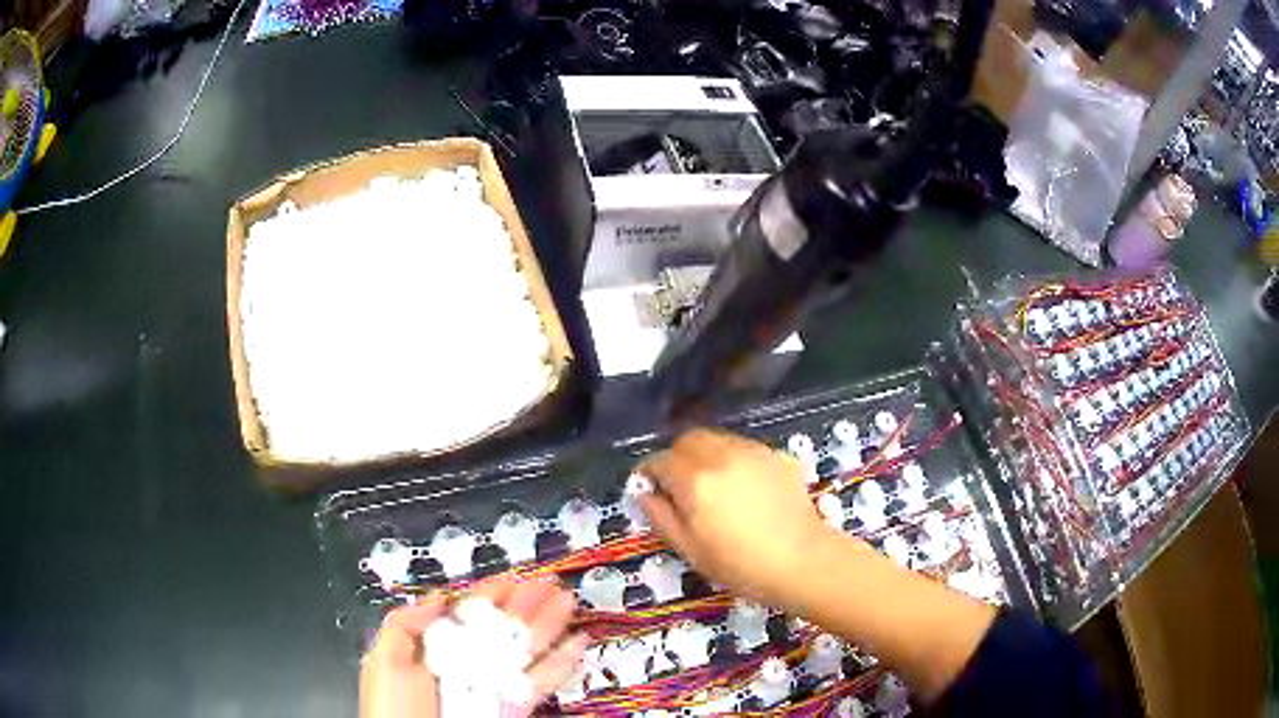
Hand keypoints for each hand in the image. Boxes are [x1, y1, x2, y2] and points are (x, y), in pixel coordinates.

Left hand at [359, 580, 588, 717]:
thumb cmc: (392, 708)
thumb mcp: (385, 661)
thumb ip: (405, 624)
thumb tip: (436, 596)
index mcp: (436, 651)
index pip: (468, 616)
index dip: (492, 594)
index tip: (513, 578)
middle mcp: (468, 666)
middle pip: (502, 630)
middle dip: (528, 605)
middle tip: (551, 584)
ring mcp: (492, 687)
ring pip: (526, 652)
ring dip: (549, 627)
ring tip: (568, 604)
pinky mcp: (512, 708)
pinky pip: (540, 683)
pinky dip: (561, 664)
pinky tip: (576, 646)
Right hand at [637, 428, 841, 608]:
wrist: (803, 561)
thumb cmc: (741, 565)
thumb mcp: (690, 550)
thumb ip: (661, 516)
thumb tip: (643, 492)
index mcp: (695, 480)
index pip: (659, 460)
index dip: (648, 472)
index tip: (648, 488)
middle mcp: (722, 456)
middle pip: (688, 439)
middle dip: (677, 457)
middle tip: (680, 486)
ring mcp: (753, 452)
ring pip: (717, 440)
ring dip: (706, 456)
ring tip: (714, 487)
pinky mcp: (777, 456)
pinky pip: (745, 448)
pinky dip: (734, 460)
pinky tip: (745, 489)